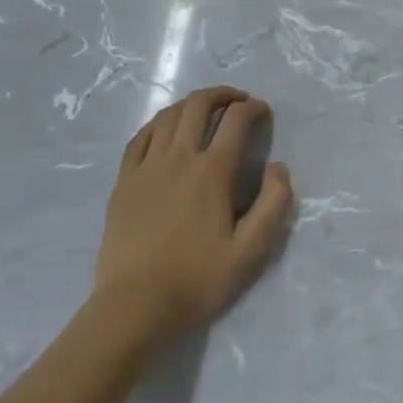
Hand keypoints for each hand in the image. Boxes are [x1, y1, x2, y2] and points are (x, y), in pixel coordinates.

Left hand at [93, 86, 293, 351]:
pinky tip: (166, 128)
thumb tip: (278, 166)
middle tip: (238, 102)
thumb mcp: (250, 252)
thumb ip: (274, 204)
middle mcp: (179, 157)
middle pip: (199, 105)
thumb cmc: (196, 280)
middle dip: (223, 95)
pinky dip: (159, 122)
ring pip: (169, 115)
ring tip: (206, 109)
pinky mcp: (124, 180)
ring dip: (192, 104)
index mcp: (212, 171)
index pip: (236, 120)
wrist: (133, 308)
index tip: (263, 112)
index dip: (253, 108)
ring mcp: (147, 166)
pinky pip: (141, 136)